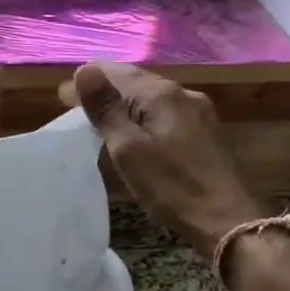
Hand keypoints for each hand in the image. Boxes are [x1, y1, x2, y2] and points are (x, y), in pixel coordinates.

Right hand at [65, 62, 267, 259]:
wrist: (226, 220)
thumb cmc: (171, 186)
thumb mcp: (128, 148)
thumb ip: (106, 108)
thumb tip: (83, 71)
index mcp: (161, 93)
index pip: (116, 72)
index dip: (88, 80)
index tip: (63, 94)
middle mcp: (182, 93)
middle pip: (135, 81)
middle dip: (105, 90)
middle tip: (75, 104)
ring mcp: (198, 112)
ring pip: (152, 98)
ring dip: (124, 103)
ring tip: (100, 117)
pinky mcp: (205, 131)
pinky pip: (165, 112)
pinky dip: (143, 115)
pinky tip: (135, 130)